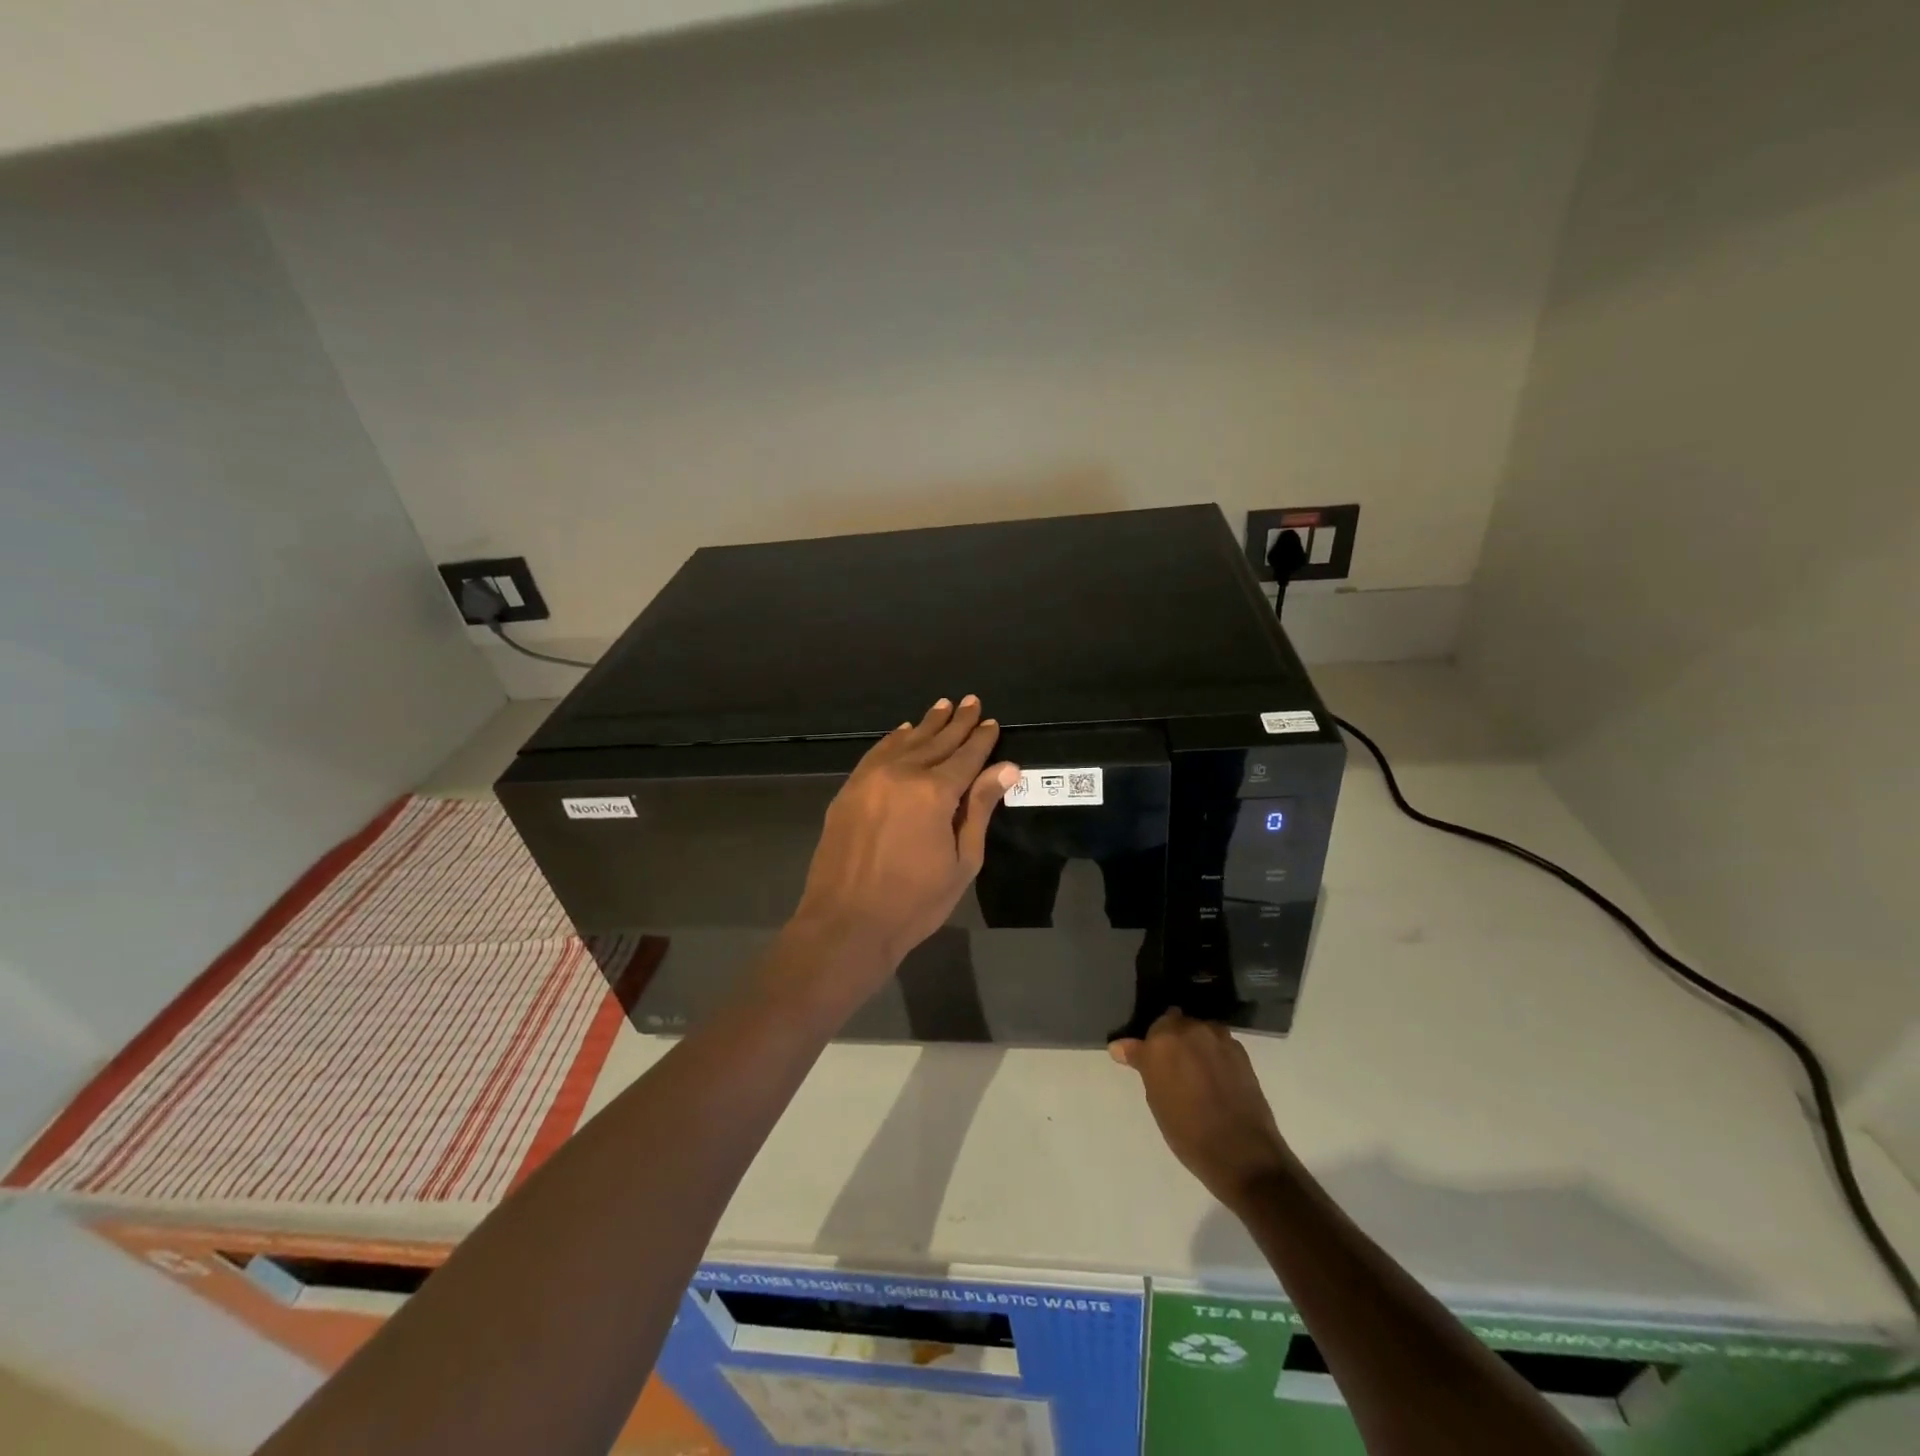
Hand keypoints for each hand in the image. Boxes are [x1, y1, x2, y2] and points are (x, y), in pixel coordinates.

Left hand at [790, 696, 1018, 986]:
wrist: (846, 922)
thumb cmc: (915, 901)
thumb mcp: (962, 861)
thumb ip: (980, 809)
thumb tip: (1006, 768)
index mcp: (935, 793)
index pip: (966, 757)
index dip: (981, 739)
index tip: (992, 722)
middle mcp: (902, 774)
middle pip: (936, 741)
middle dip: (957, 722)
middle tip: (972, 702)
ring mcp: (870, 779)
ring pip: (905, 741)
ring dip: (926, 724)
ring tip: (943, 706)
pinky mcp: (849, 790)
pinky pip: (876, 753)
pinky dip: (894, 739)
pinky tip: (904, 731)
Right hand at [1111, 1010, 1291, 1211]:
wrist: (1242, 1154)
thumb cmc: (1188, 1133)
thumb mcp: (1156, 1101)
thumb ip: (1143, 1066)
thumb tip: (1119, 1047)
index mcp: (1160, 1043)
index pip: (1144, 1036)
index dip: (1143, 1050)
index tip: (1140, 1062)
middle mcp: (1188, 1030)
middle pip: (1171, 1023)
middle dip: (1168, 1039)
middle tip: (1170, 1066)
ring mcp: (1216, 1037)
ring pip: (1196, 1029)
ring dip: (1192, 1042)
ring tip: (1194, 1069)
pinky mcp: (1239, 1049)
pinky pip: (1217, 1040)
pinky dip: (1212, 1051)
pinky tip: (1214, 1074)